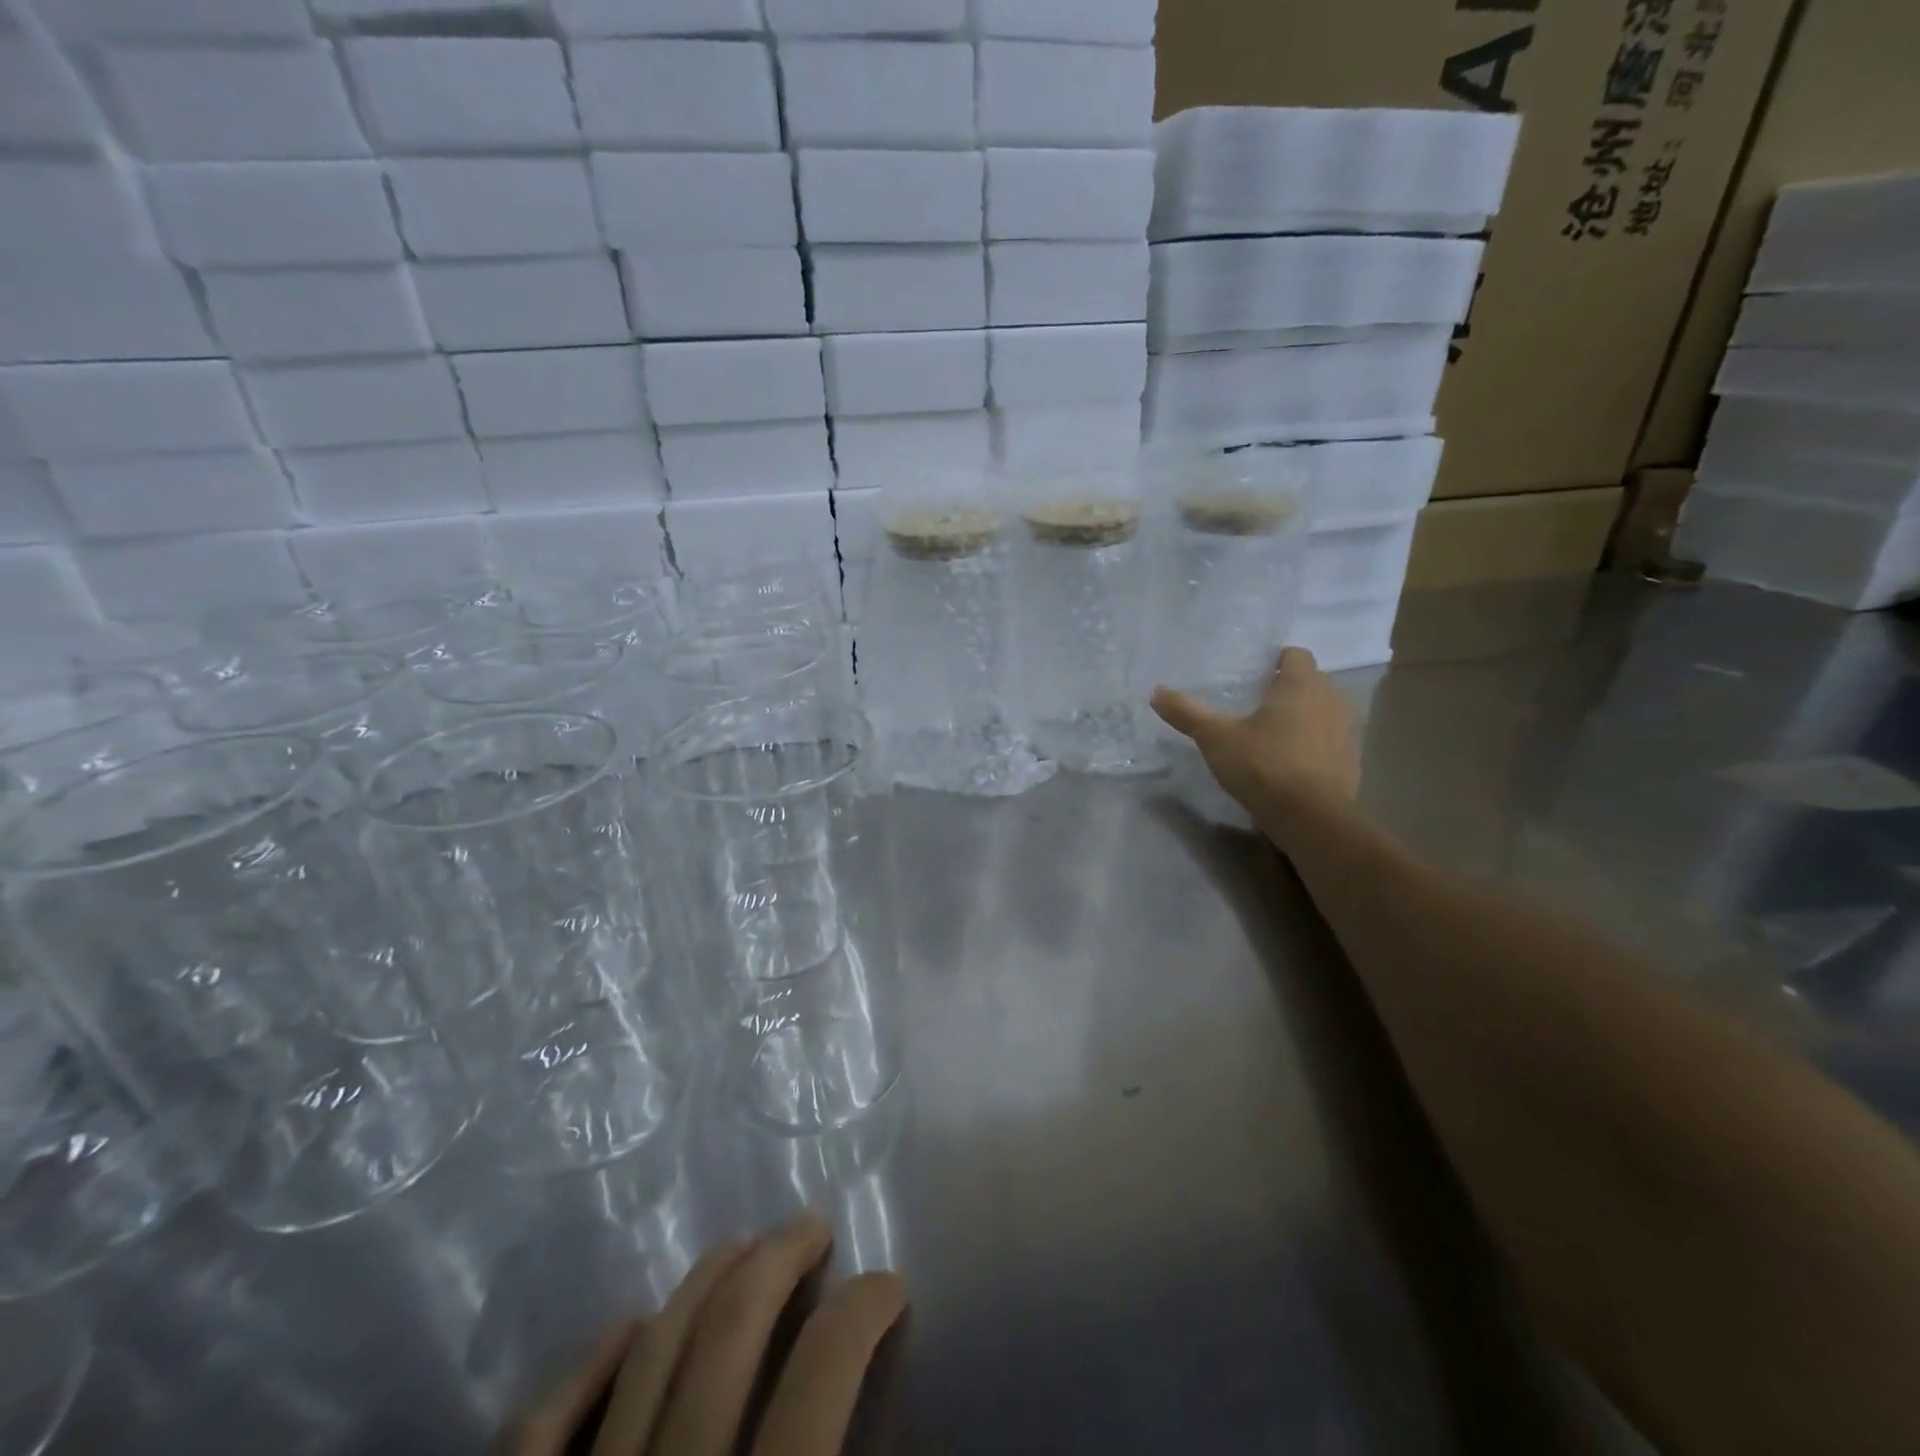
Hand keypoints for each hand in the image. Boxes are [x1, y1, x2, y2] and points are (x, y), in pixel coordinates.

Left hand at [510, 1214, 905, 1455]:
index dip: (865, 1312)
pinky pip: (536, 1433)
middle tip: (812, 1224)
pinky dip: (580, 1371)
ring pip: (647, 1356)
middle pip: (729, 1335)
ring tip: (742, 1247)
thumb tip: (908, 1417)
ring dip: (701, 1285)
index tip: (888, 1284)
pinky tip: (621, 1326)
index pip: (822, 1376)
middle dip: (781, 1259)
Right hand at [1151, 648, 1361, 817]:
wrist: (1311, 818)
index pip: (1296, 654)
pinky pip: (1330, 742)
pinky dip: (1313, 745)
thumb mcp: (1215, 738)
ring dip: (1303, 717)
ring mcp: (1347, 732)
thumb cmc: (1263, 765)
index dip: (1275, 660)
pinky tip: (1289, 763)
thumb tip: (1156, 692)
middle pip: (1312, 682)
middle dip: (1287, 688)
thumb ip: (1187, 712)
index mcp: (1302, 684)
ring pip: (1323, 712)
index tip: (1253, 675)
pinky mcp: (1351, 762)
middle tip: (1255, 704)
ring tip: (1271, 734)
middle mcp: (1332, 700)